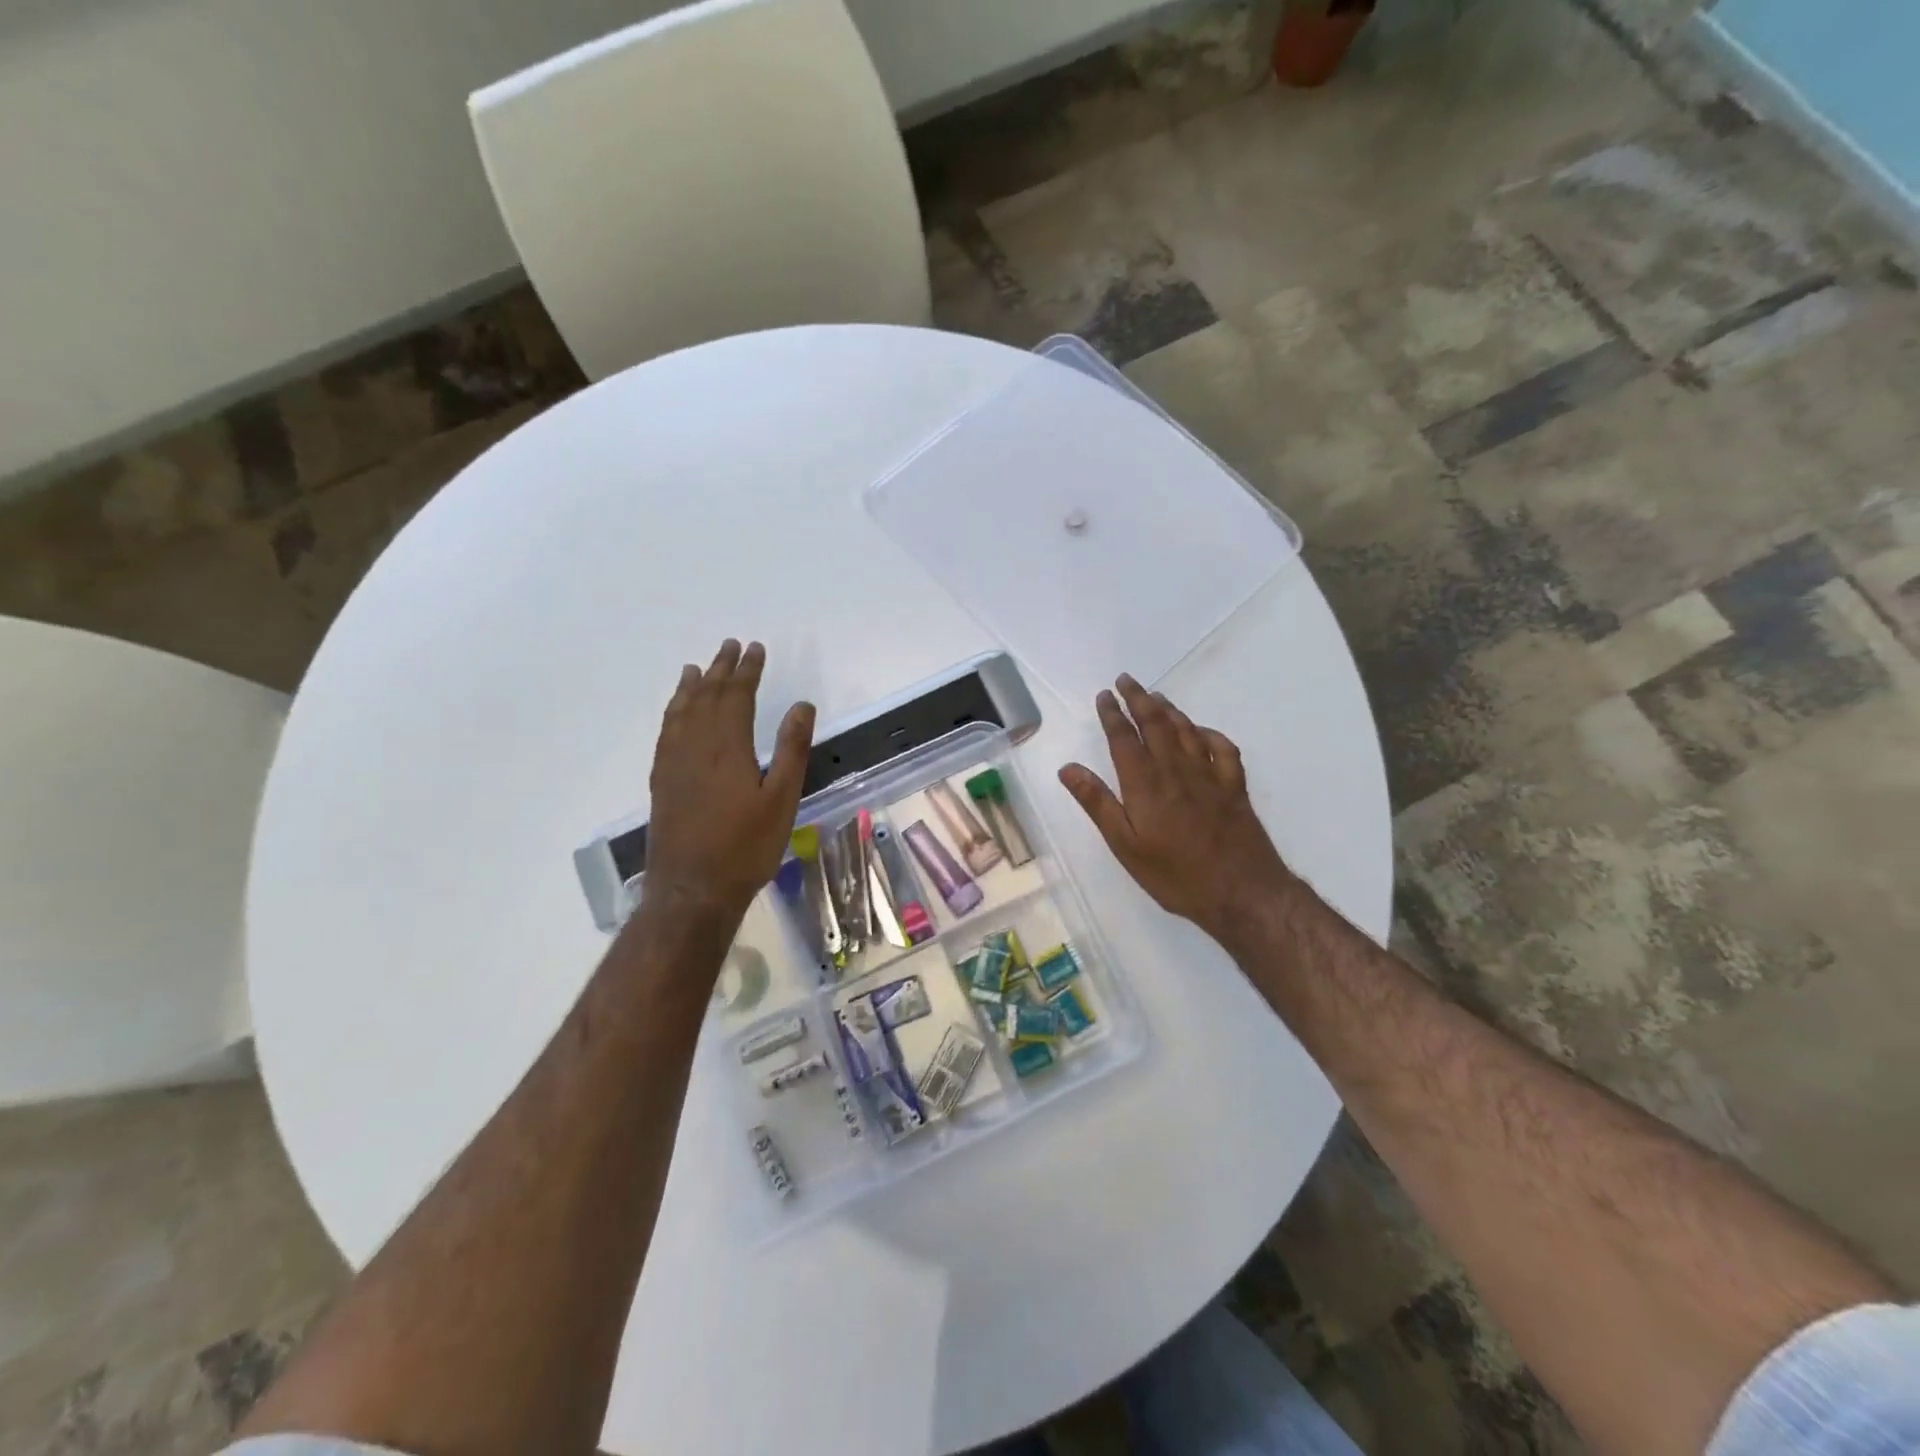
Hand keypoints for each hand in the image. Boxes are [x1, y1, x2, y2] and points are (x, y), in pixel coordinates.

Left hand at [644, 640, 814, 919]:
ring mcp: (673, 763)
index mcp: (729, 747)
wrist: (691, 890)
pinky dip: (672, 713)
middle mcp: (696, 746)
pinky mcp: (661, 781)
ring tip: (696, 668)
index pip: (737, 696)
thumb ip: (792, 750)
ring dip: (691, 686)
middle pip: (707, 697)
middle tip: (730, 646)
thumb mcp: (782, 799)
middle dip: (722, 669)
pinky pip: (666, 733)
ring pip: (681, 712)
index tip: (756, 649)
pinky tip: (675, 713)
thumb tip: (802, 705)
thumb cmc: (745, 847)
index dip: (748, 671)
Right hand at [1059, 675, 1292, 941]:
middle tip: (1126, 680)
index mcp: (1145, 783)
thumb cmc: (1175, 874)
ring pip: (1187, 730)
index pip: (1124, 737)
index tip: (1104, 695)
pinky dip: (1209, 733)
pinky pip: (1223, 748)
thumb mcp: (1125, 845)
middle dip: (1138, 699)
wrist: (1241, 892)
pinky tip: (1202, 731)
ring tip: (1156, 696)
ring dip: (1169, 709)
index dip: (1112, 714)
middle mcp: (1177, 769)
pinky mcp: (1234, 787)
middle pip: (1156, 723)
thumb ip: (1097, 803)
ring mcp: (1210, 775)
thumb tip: (1068, 768)